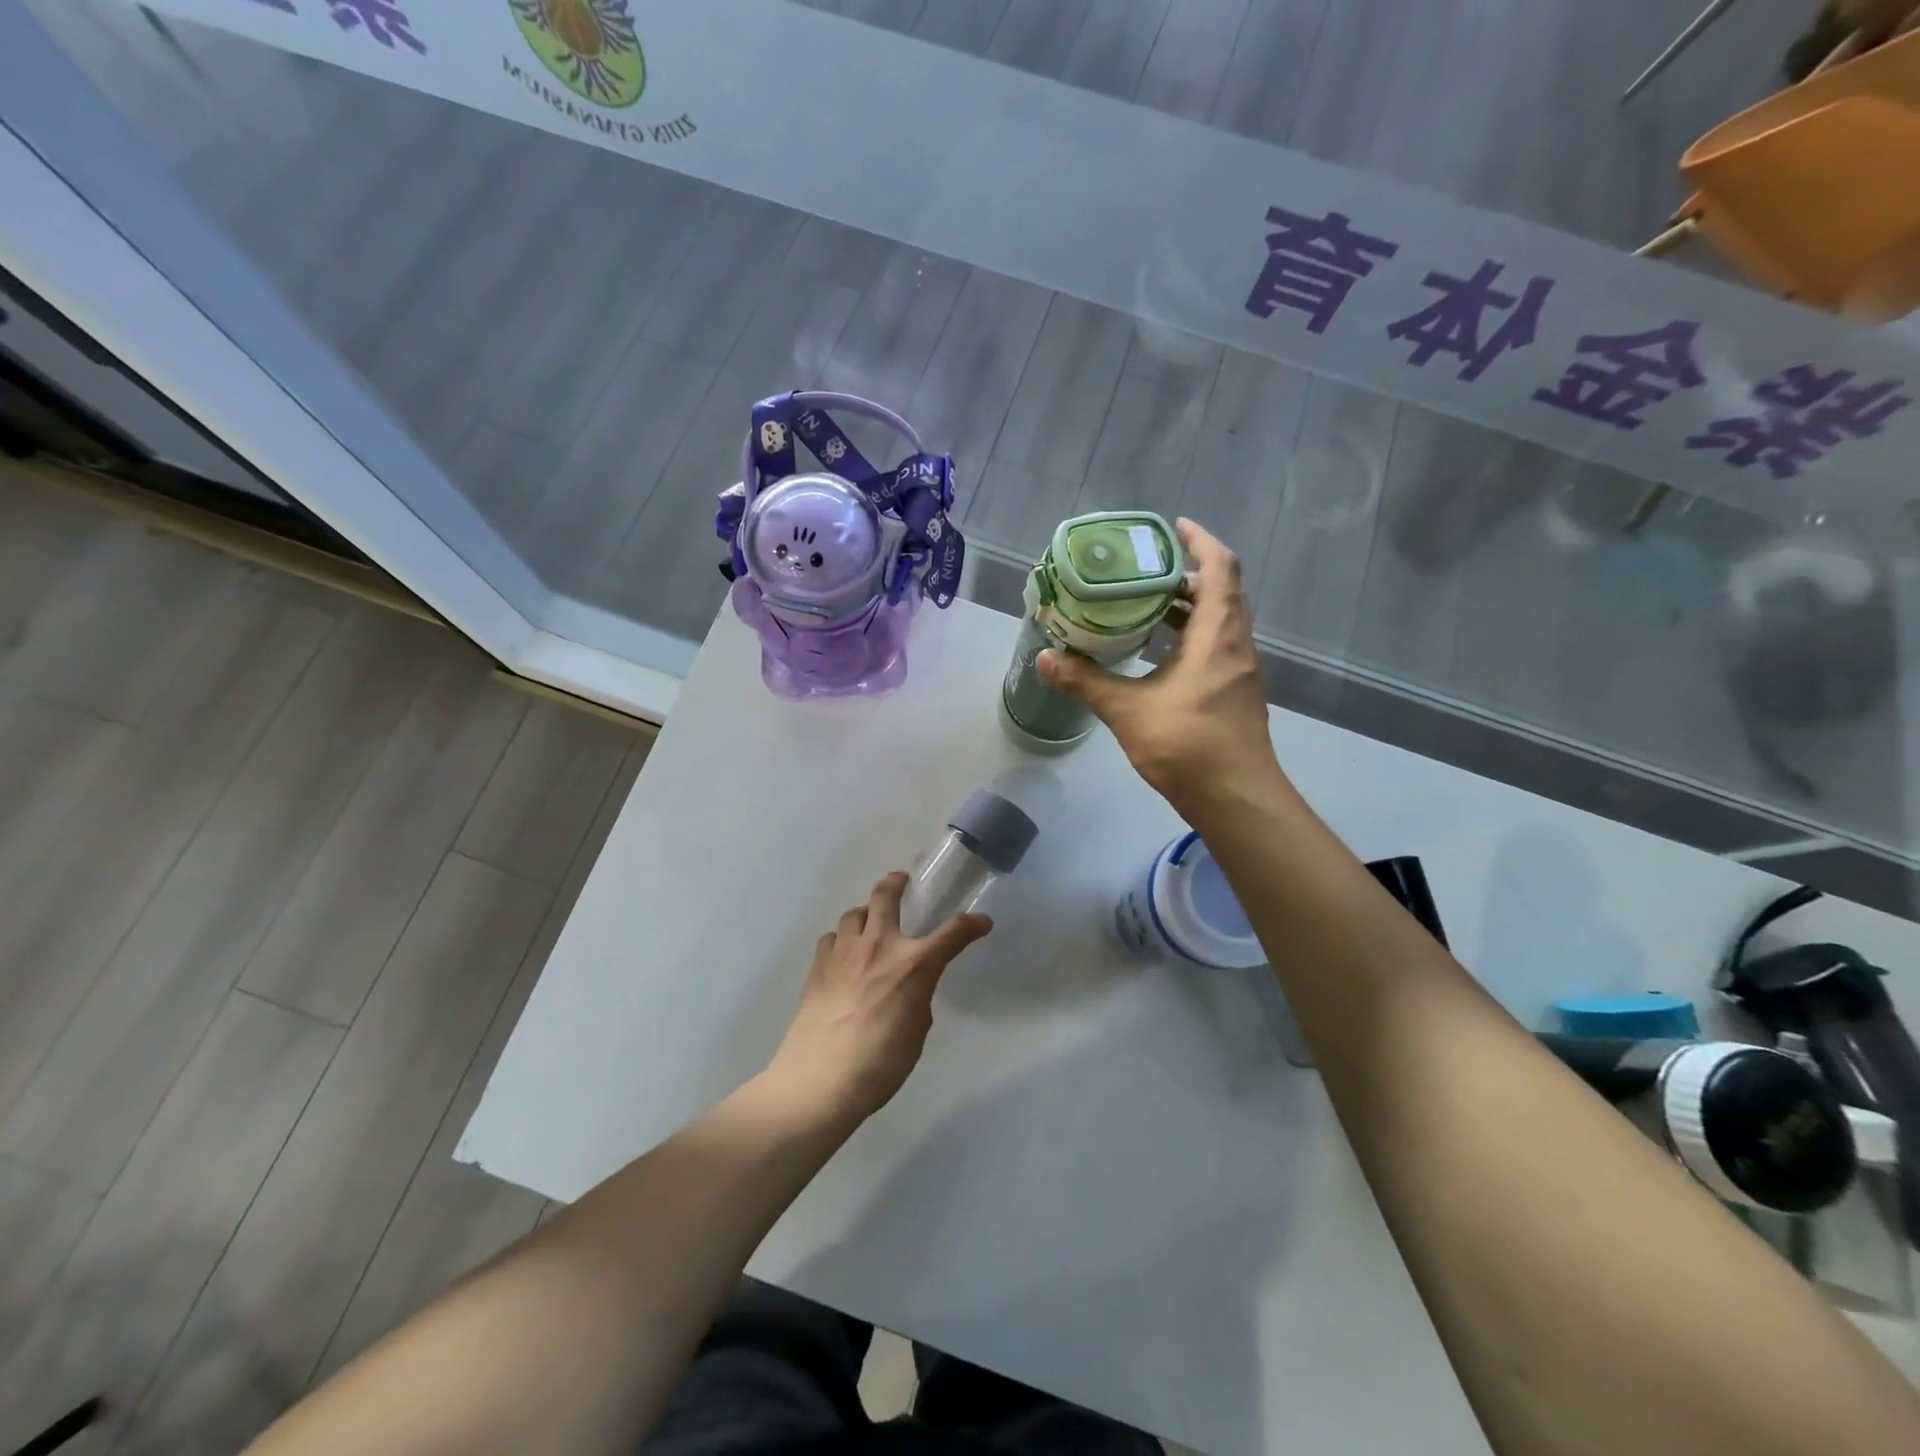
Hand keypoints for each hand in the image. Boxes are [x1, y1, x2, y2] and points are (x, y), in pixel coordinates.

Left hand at [767, 872, 991, 1125]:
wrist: (820, 1080)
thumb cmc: (880, 1065)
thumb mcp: (916, 1034)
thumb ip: (917, 1000)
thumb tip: (910, 990)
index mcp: (914, 965)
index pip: (952, 933)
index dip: (971, 925)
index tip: (981, 922)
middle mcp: (879, 946)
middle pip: (886, 895)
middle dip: (897, 883)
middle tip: (902, 881)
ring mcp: (844, 952)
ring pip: (854, 912)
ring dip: (866, 912)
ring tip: (869, 922)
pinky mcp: (818, 966)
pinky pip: (832, 937)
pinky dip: (841, 939)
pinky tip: (842, 955)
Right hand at [1039, 518, 1281, 813]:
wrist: (1236, 799)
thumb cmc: (1188, 745)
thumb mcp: (1128, 710)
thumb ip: (1086, 681)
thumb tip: (1045, 657)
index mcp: (1219, 636)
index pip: (1221, 568)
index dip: (1201, 541)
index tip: (1173, 527)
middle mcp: (1236, 645)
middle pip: (1220, 593)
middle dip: (1185, 576)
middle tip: (1143, 571)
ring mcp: (1238, 672)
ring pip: (1218, 623)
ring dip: (1186, 609)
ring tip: (1142, 606)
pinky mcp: (1233, 694)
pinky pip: (1214, 648)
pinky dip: (1188, 638)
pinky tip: (1154, 654)